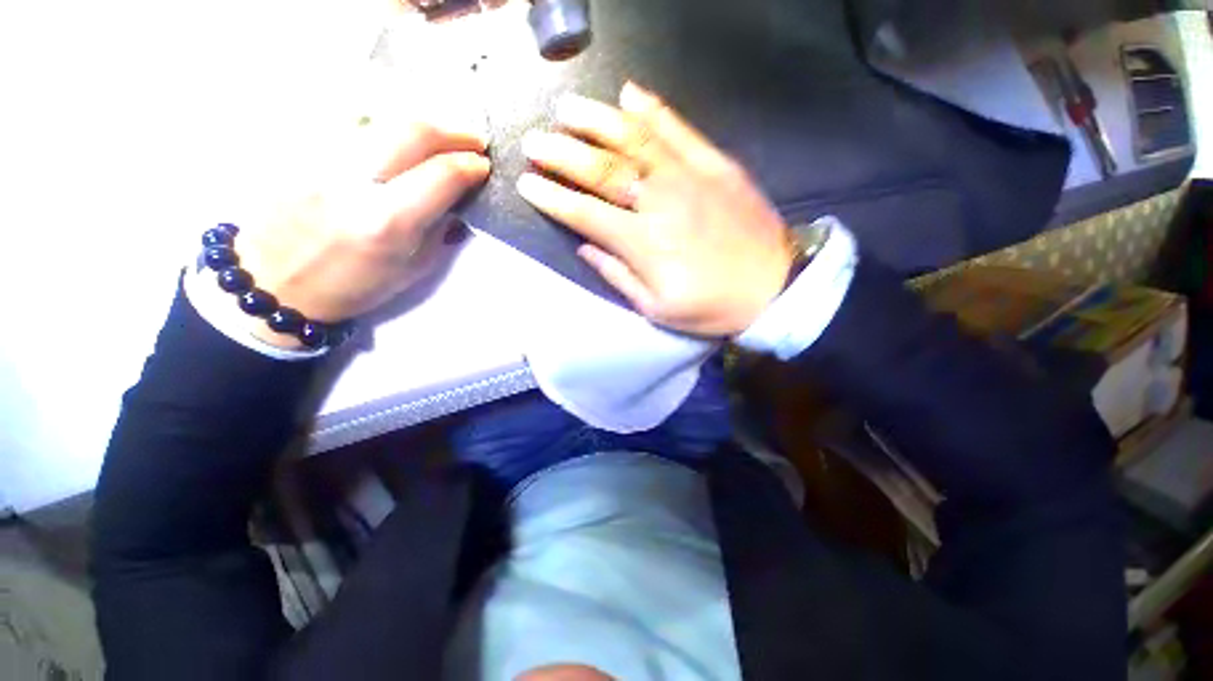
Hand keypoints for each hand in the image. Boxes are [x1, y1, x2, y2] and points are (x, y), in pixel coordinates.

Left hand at [236, 120, 490, 347]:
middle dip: (452, 131)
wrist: (273, 283)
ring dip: (420, 126)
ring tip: (440, 139)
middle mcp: (352, 183)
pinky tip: (397, 141)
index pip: (441, 175)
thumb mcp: (413, 270)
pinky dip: (385, 128)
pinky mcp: (299, 151)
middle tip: (474, 140)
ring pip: (380, 119)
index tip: (484, 166)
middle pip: (411, 131)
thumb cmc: (352, 287)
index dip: (470, 165)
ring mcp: (319, 160)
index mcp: (387, 223)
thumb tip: (459, 200)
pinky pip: (351, 125)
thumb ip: (440, 231)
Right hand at [516, 82, 794, 336]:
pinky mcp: (717, 164)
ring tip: (567, 109)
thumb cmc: (711, 307)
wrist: (774, 288)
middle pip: (603, 170)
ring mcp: (690, 177)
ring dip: (596, 121)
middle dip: (563, 154)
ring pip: (635, 140)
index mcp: (643, 243)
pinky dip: (652, 109)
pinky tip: (629, 93)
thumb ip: (618, 276)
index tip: (526, 184)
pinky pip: (679, 129)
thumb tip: (586, 248)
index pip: (585, 214)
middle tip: (535, 142)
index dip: (553, 198)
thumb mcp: (657, 309)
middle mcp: (660, 202)